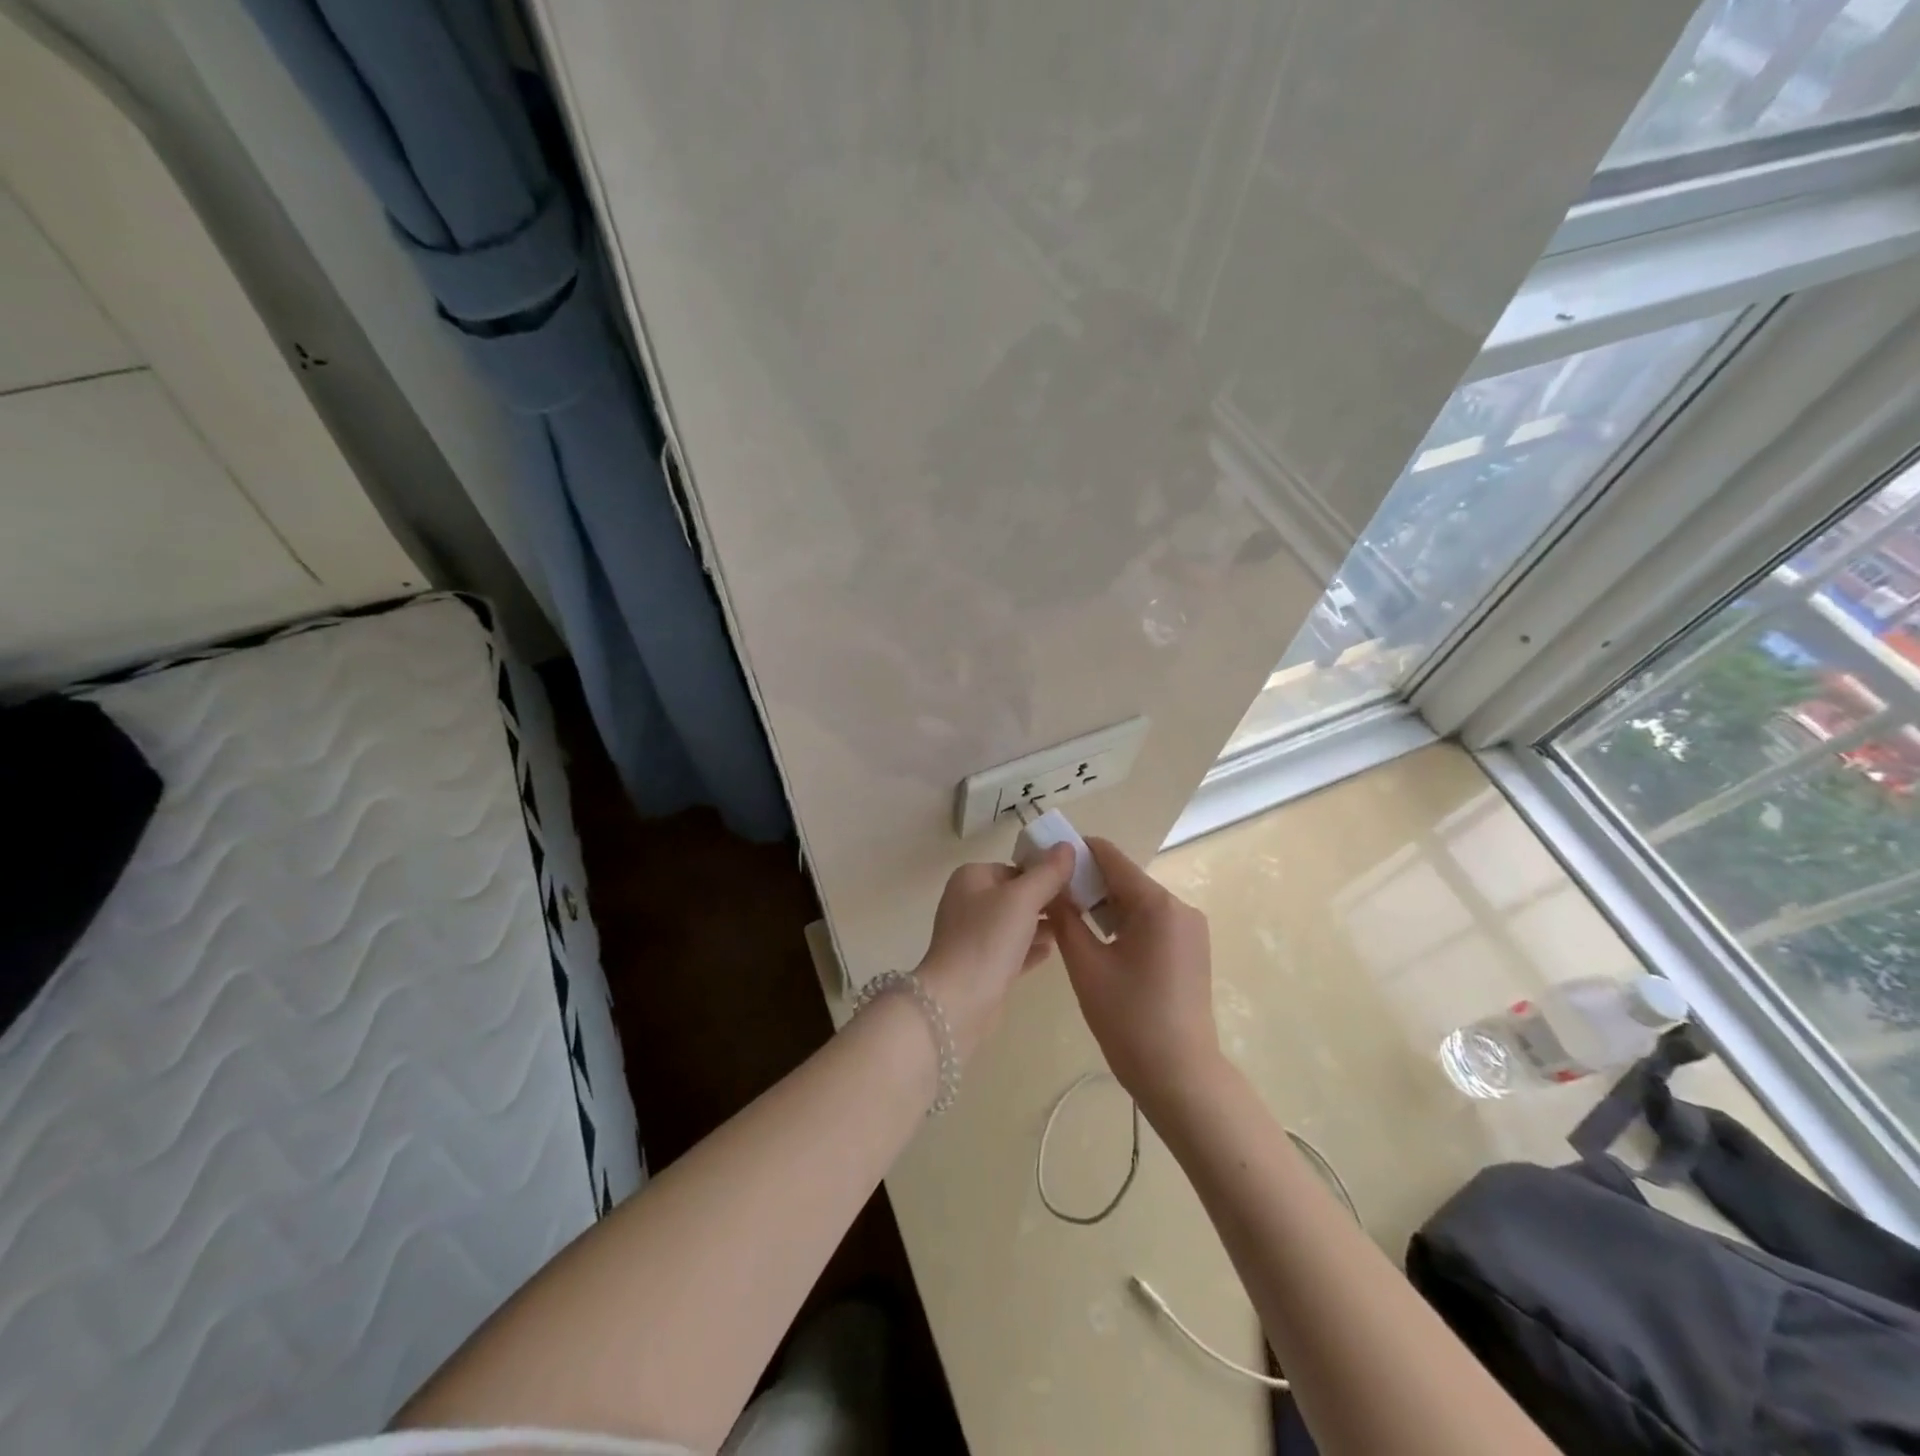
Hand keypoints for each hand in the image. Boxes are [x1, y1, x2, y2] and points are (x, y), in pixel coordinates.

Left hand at [915, 845, 1074, 1060]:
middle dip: (1045, 902)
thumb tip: (1066, 846)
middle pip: (1015, 896)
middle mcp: (968, 902)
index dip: (1045, 875)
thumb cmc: (988, 939)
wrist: (958, 1001)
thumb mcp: (1023, 899)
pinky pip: (1011, 950)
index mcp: (972, 878)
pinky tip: (1052, 952)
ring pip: (1014, 924)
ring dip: (1040, 926)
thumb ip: (1047, 873)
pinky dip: (1030, 949)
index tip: (1075, 886)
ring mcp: (972, 936)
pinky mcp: (980, 966)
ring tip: (1072, 930)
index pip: (1016, 868)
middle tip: (1079, 909)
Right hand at [1047, 837, 1220, 1108]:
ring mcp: (1190, 929)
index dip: (1076, 852)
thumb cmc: (1128, 1019)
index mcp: (1157, 904)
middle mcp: (1179, 907)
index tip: (1045, 859)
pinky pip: (1151, 922)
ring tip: (1067, 918)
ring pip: (1137, 902)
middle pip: (1125, 879)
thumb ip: (1065, 918)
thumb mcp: (1086, 965)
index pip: (1111, 857)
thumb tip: (1050, 887)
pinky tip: (1098, 941)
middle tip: (1049, 895)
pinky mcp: (1191, 949)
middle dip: (1087, 883)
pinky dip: (1123, 924)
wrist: (1179, 1076)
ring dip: (1103, 905)